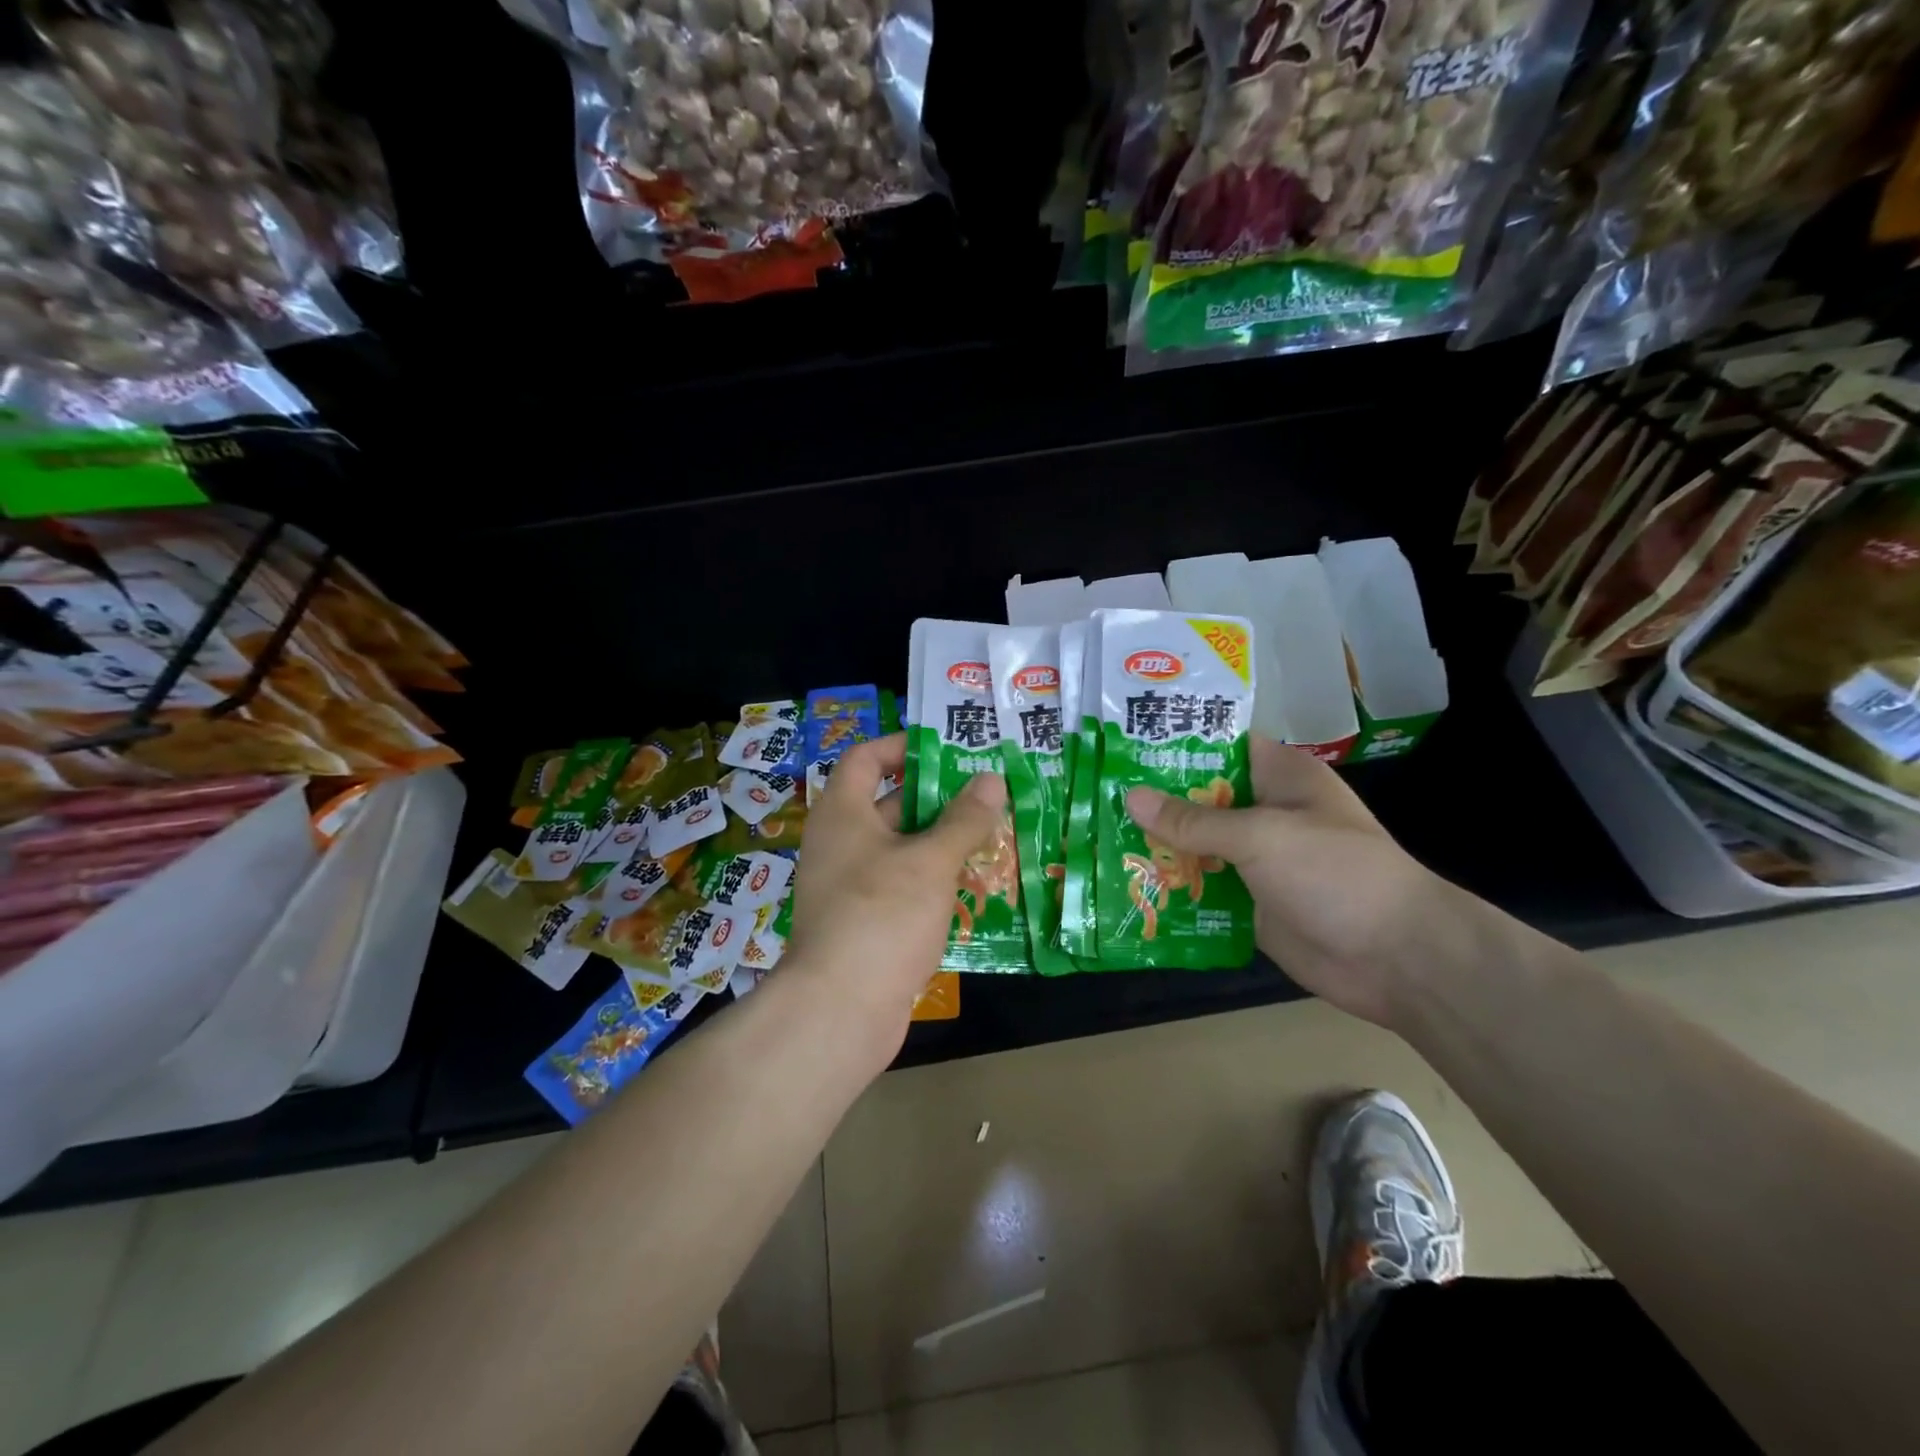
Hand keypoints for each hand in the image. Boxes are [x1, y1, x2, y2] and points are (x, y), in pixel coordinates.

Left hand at [786, 734, 1006, 1049]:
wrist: (839, 1011)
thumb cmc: (881, 916)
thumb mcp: (929, 861)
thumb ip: (962, 820)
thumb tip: (990, 780)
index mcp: (843, 814)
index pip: (864, 759)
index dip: (901, 747)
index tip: (945, 750)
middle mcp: (841, 844)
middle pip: (890, 804)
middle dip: (938, 798)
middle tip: (988, 793)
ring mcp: (852, 887)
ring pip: (902, 850)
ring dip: (943, 842)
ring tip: (994, 835)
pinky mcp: (866, 923)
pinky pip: (903, 887)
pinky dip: (934, 881)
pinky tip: (975, 886)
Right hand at [1125, 735, 1474, 1026]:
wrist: (1395, 958)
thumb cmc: (1334, 873)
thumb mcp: (1261, 835)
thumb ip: (1194, 820)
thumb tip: (1131, 798)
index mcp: (1279, 776)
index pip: (1220, 745)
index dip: (1175, 742)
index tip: (1123, 742)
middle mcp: (1265, 811)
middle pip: (1200, 797)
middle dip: (1153, 799)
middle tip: (1095, 794)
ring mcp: (1256, 859)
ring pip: (1196, 845)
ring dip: (1157, 845)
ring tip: (1097, 836)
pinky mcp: (1248, 902)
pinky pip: (1202, 888)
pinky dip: (1171, 886)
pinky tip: (1127, 883)